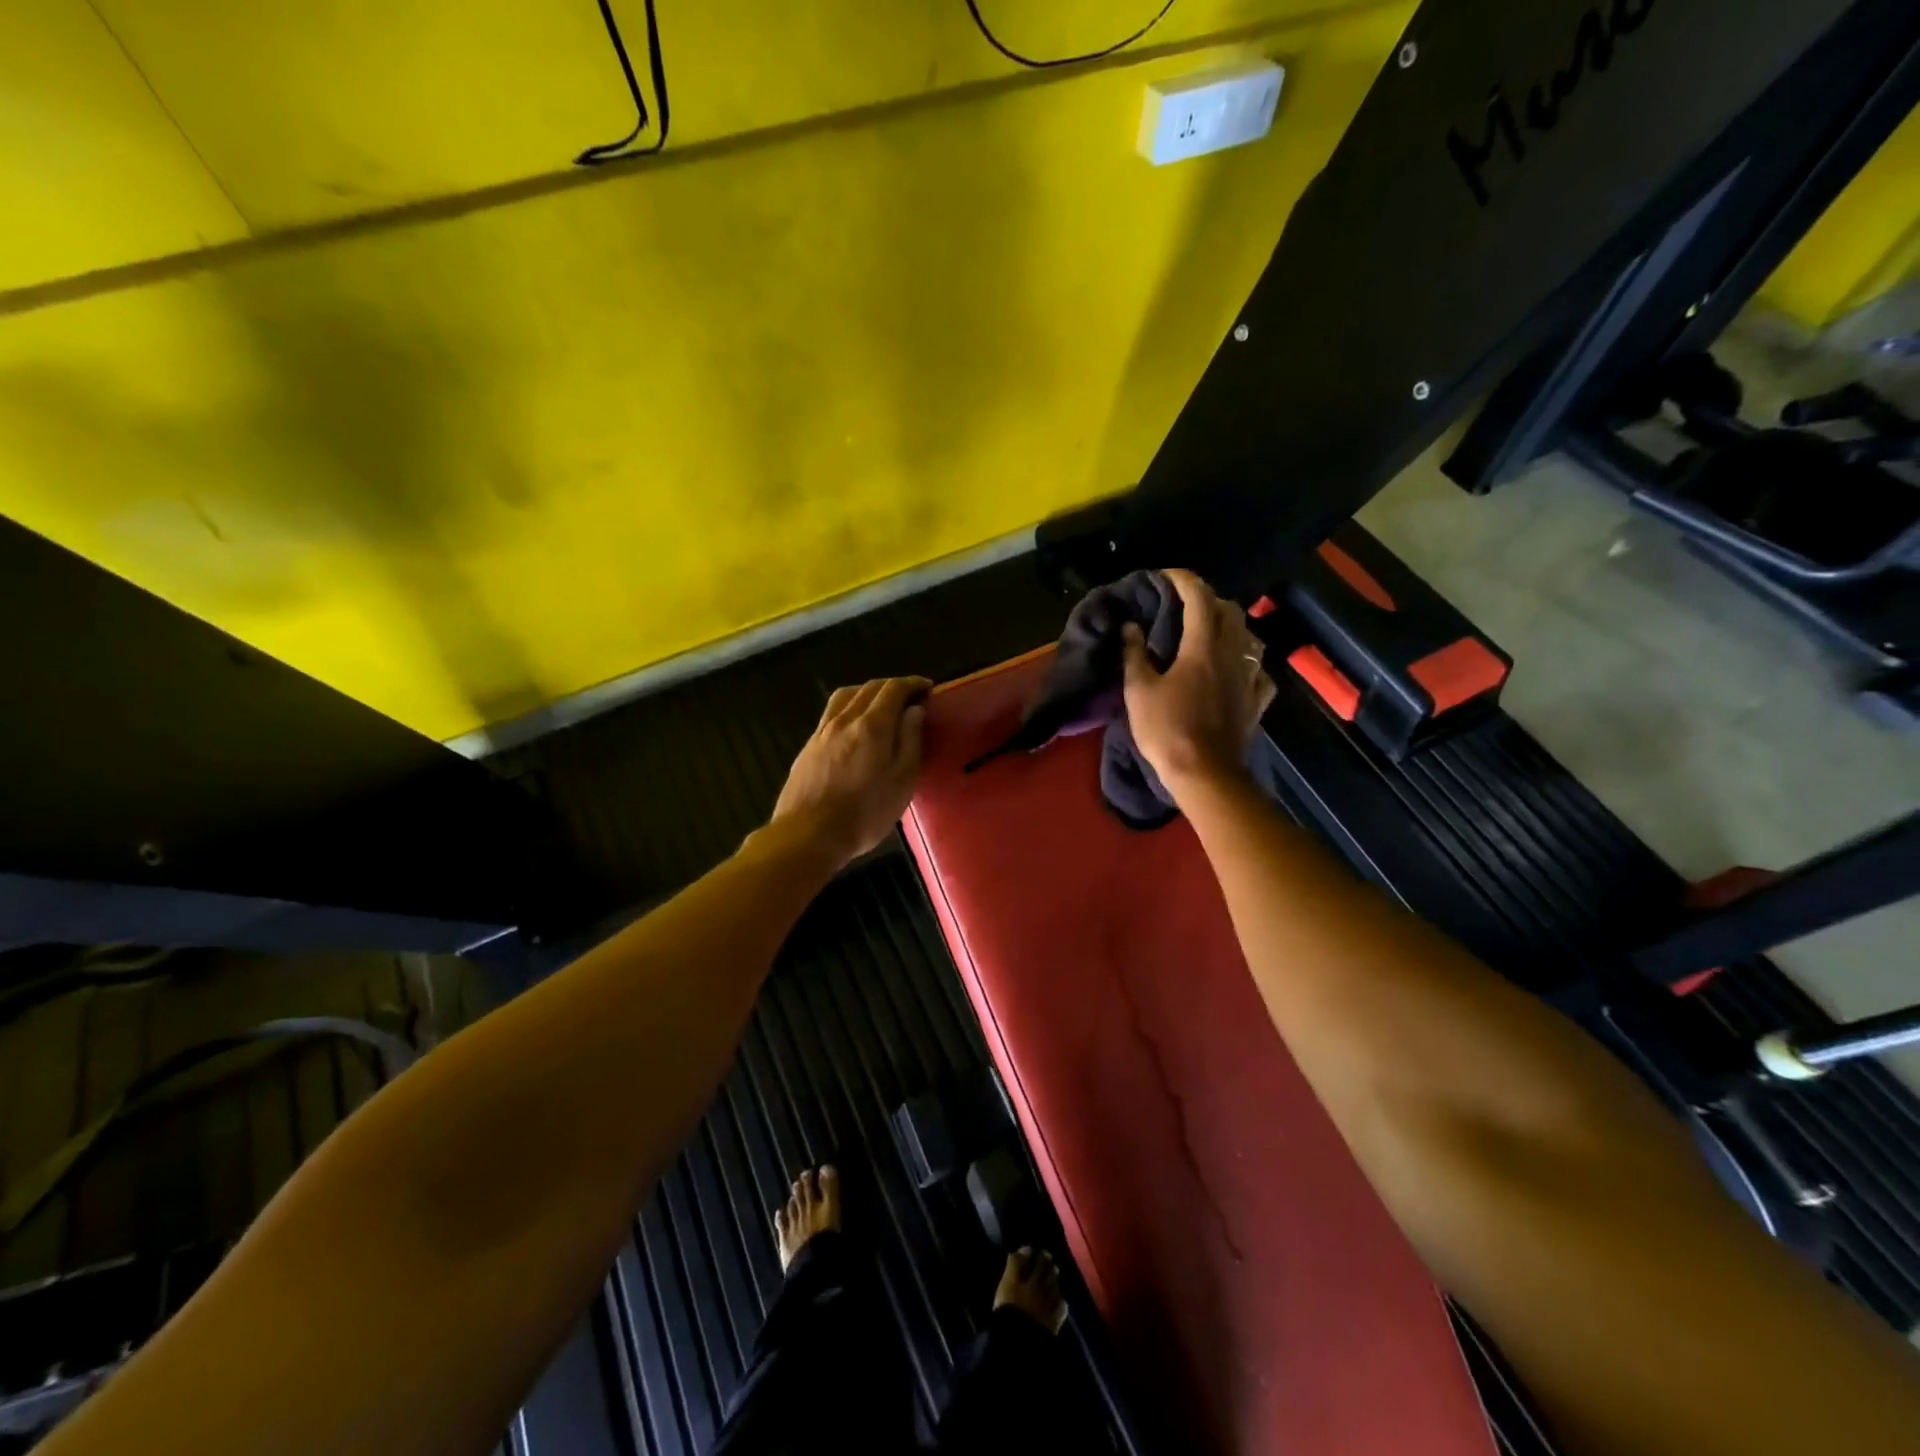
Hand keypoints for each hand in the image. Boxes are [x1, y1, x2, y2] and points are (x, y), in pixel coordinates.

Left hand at [770, 677, 930, 868]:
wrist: (807, 834)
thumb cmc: (864, 813)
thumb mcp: (902, 782)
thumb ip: (910, 741)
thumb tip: (914, 710)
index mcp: (872, 725)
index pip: (893, 689)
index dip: (912, 683)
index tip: (927, 688)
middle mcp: (845, 719)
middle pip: (869, 688)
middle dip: (892, 686)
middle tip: (910, 697)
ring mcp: (822, 731)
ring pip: (846, 696)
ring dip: (867, 692)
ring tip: (881, 705)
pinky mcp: (808, 746)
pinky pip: (832, 713)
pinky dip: (849, 707)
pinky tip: (854, 725)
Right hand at [1121, 569, 1275, 795]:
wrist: (1205, 773)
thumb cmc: (1166, 730)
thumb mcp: (1138, 690)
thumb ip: (1134, 654)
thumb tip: (1131, 626)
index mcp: (1202, 646)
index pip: (1198, 597)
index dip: (1182, 580)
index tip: (1165, 575)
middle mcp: (1232, 654)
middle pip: (1230, 611)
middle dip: (1208, 600)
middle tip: (1185, 606)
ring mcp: (1249, 677)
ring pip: (1247, 637)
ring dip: (1229, 627)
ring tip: (1209, 634)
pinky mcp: (1256, 701)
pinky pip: (1257, 671)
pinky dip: (1245, 663)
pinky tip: (1235, 671)